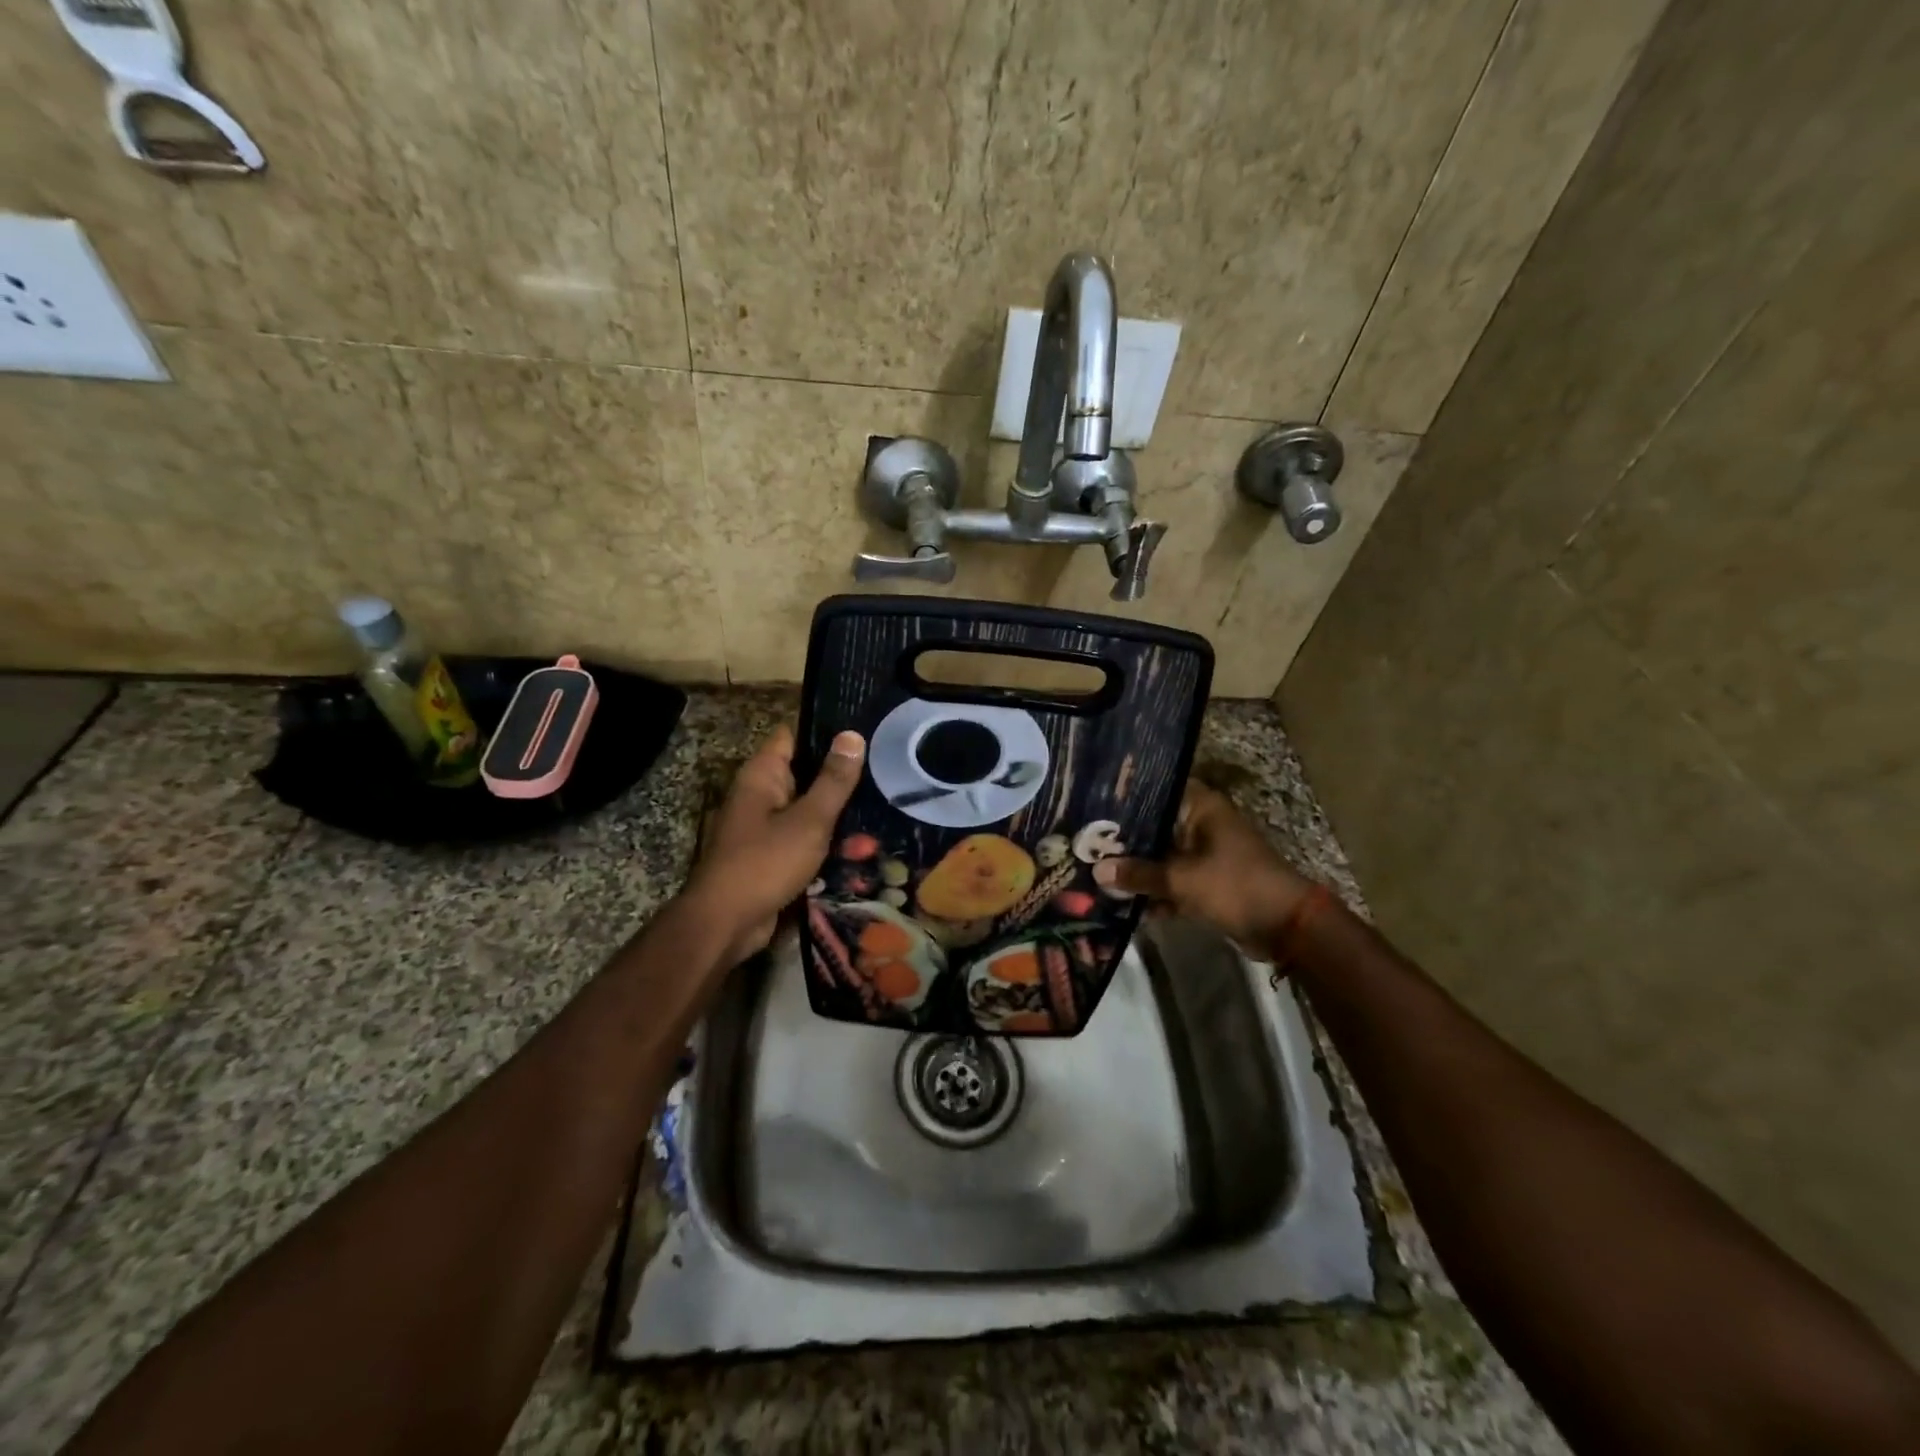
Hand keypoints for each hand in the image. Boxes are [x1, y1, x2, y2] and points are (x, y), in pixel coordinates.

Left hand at [683, 725, 865, 964]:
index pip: (793, 735)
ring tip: (880, 804)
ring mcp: (762, 825)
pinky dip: (825, 838)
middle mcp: (759, 794)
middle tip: (883, 771)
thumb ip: (833, 781)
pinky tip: (860, 842)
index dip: (825, 731)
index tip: (864, 733)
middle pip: (803, 772)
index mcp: (762, 775)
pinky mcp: (770, 854)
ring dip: (835, 810)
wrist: (726, 924)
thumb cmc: (765, 863)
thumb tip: (852, 735)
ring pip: (806, 807)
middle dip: (839, 774)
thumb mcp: (809, 820)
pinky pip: (802, 836)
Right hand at [1093, 780, 1313, 951]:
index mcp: (1201, 808)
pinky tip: (1123, 904)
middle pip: (1154, 827)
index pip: (1156, 790)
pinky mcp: (1207, 882)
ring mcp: (1205, 854)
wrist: (1285, 927)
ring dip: (1137, 869)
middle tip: (1084, 844)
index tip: (1092, 805)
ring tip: (1096, 874)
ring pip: (1161, 856)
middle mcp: (1201, 824)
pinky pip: (1172, 881)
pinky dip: (1155, 891)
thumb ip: (1138, 874)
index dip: (1125, 798)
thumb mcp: (1181, 879)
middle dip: (1123, 841)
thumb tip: (1097, 871)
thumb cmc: (1234, 886)